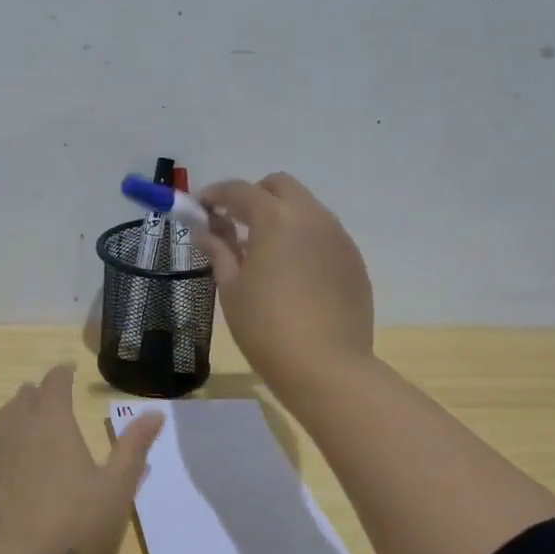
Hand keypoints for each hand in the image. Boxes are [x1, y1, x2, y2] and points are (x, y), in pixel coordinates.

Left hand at [0, 364, 163, 553]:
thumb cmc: (69, 527)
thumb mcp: (115, 490)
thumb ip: (133, 449)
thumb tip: (156, 413)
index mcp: (53, 421)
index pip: (56, 382)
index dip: (63, 374)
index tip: (69, 372)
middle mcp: (15, 424)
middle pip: (26, 397)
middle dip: (40, 395)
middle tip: (51, 402)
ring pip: (0, 418)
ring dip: (15, 415)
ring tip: (25, 423)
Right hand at [198, 172, 373, 399]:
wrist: (326, 367)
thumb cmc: (266, 327)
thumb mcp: (232, 289)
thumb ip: (220, 251)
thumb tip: (208, 231)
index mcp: (276, 219)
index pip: (240, 191)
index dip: (216, 194)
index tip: (201, 206)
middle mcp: (312, 217)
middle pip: (280, 186)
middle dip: (254, 196)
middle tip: (234, 223)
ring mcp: (338, 238)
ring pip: (306, 209)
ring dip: (281, 216)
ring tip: (264, 251)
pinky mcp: (354, 261)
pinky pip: (324, 235)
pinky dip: (303, 240)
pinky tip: (293, 273)